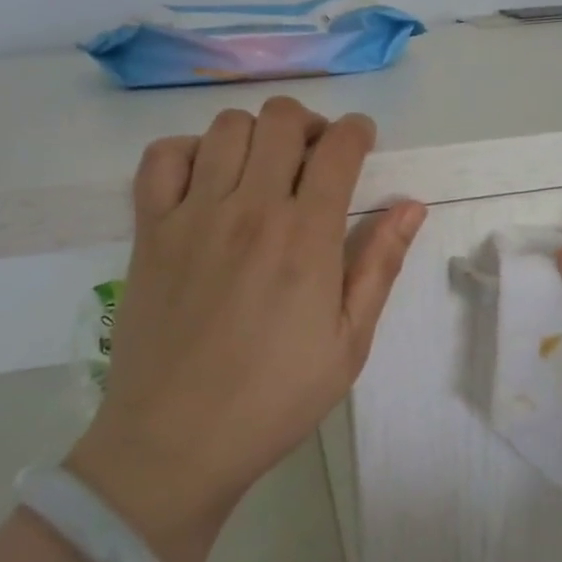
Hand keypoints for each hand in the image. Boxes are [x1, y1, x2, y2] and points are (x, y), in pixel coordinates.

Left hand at [67, 98, 424, 561]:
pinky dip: (187, 151)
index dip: (358, 131)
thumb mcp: (349, 342)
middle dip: (309, 124)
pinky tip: (205, 179)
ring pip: (226, 127)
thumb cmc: (275, 398)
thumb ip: (379, 264)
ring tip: (263, 168)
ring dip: (255, 134)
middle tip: (314, 156)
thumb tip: (411, 206)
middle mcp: (251, 209)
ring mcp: (194, 214)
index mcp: (307, 237)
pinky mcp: (150, 229)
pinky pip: (161, 157)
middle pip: (282, 120)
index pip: (339, 147)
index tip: (362, 141)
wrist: (177, 442)